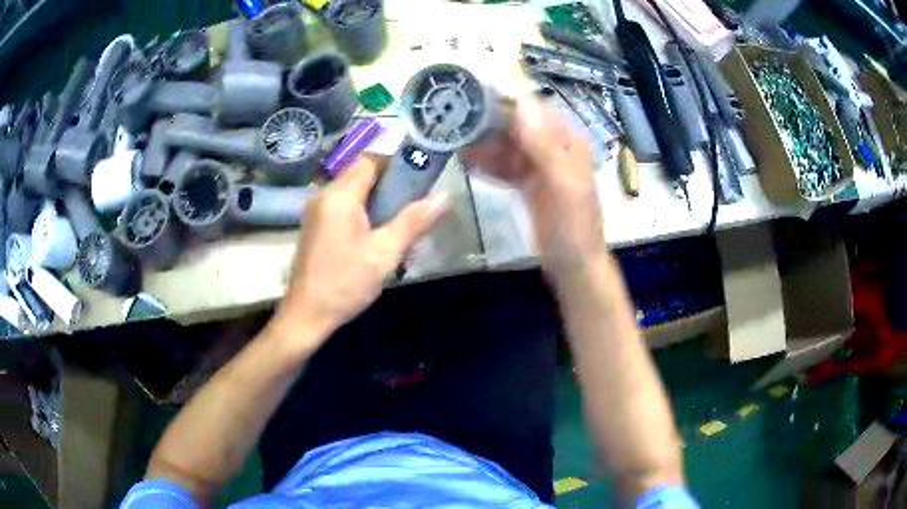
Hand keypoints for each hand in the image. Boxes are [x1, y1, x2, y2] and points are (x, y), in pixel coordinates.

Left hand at [270, 155, 448, 348]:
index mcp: (340, 196)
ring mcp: (315, 211)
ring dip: (375, 198)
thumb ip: (414, 221)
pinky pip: (341, 206)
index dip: (395, 164)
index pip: (370, 160)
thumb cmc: (345, 283)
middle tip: (412, 204)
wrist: (306, 315)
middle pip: (359, 174)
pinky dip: (360, 211)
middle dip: (388, 183)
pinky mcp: (313, 226)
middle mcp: (323, 195)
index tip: (417, 181)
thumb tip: (444, 197)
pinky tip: (374, 236)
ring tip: (397, 222)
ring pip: (351, 191)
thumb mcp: (385, 253)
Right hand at [463, 97, 605, 277]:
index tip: (473, 98)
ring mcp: (540, 167)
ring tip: (453, 142)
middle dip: (489, 123)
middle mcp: (554, 148)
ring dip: (484, 145)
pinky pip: (505, 168)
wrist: (574, 267)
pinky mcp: (528, 185)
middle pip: (518, 126)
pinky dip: (488, 165)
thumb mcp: (563, 186)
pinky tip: (465, 164)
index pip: (535, 110)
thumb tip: (521, 104)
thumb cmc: (574, 228)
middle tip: (453, 121)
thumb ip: (544, 147)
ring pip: (508, 147)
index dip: (506, 101)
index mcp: (567, 143)